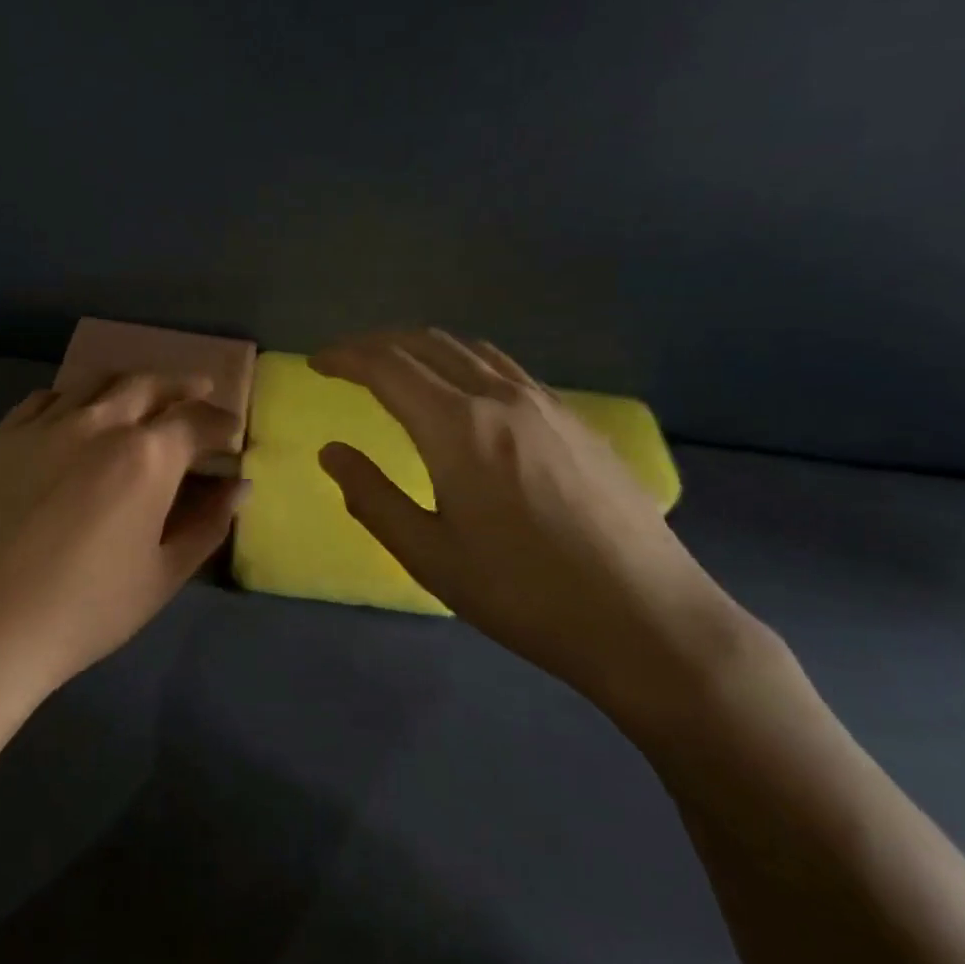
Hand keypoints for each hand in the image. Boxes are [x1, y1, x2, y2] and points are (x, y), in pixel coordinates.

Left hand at [0, 373, 244, 710]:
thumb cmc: (83, 612)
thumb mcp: (161, 576)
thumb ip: (206, 524)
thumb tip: (238, 486)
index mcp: (146, 456)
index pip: (196, 420)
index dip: (221, 422)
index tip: (232, 432)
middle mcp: (98, 423)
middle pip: (149, 385)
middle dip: (182, 386)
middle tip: (200, 390)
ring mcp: (44, 425)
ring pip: (96, 382)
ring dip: (130, 383)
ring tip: (142, 395)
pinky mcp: (1, 437)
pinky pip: (46, 398)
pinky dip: (74, 396)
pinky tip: (76, 412)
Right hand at [313, 331, 761, 723]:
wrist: (647, 620)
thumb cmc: (524, 594)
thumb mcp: (430, 556)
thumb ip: (372, 497)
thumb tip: (331, 452)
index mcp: (458, 427)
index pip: (387, 367)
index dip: (345, 357)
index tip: (317, 362)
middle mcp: (502, 398)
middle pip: (429, 344)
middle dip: (380, 343)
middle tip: (348, 360)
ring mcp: (548, 404)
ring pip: (473, 350)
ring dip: (425, 347)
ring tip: (400, 366)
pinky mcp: (579, 422)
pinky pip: (509, 370)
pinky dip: (468, 364)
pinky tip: (468, 395)